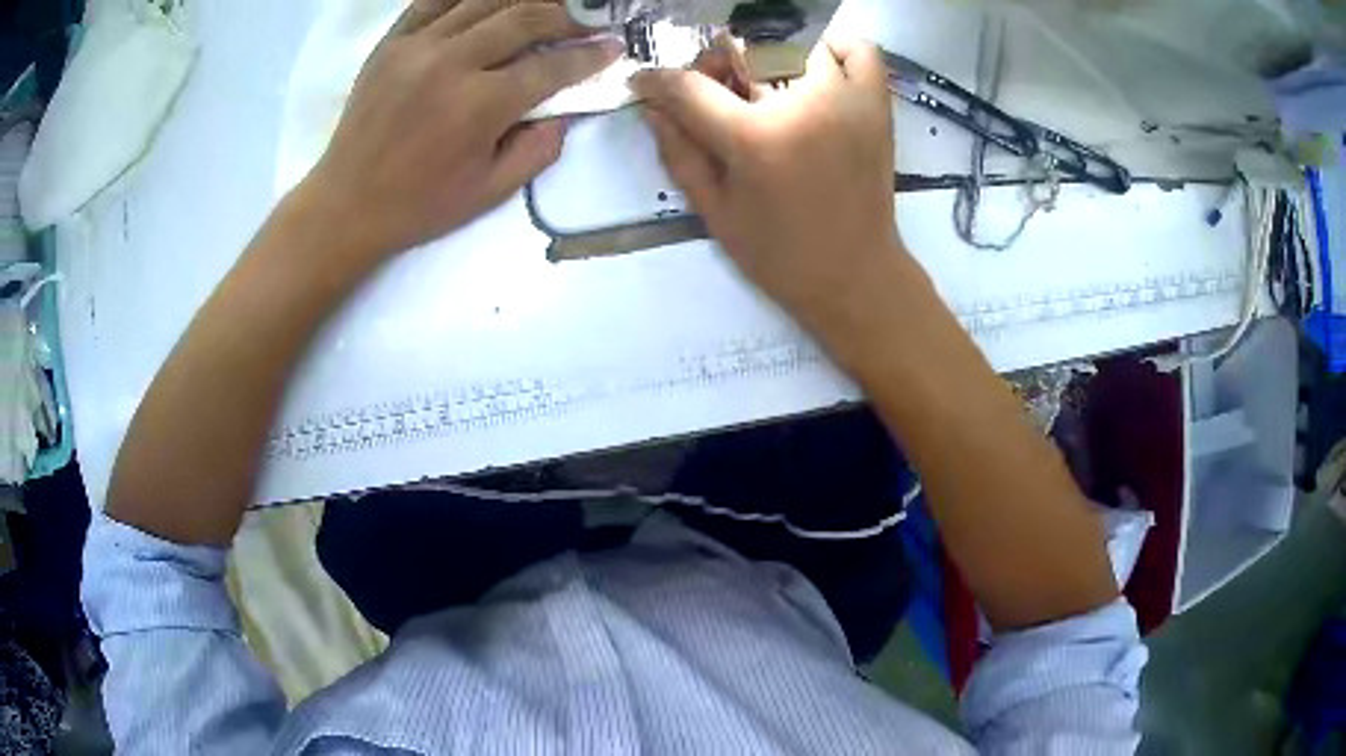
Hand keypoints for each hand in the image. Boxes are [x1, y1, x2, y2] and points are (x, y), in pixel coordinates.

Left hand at [303, 0, 620, 265]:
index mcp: (480, 105)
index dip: (590, 55)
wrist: (346, 205)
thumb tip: (565, 111)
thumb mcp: (491, 192)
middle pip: (525, 17)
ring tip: (543, 8)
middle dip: (566, 15)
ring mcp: (417, 46)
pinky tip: (488, 3)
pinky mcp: (391, 42)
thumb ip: (539, 149)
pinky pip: (434, 0)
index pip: (551, 65)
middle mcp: (452, 62)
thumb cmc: (420, 205)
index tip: (613, 47)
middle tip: (586, 20)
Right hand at [633, 40, 907, 337]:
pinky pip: (860, 50)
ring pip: (795, 42)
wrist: (855, 276)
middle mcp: (803, 105)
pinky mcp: (877, 106)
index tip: (644, 84)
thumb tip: (652, 106)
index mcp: (755, 138)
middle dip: (716, 65)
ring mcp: (847, 100)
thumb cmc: (780, 255)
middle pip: (742, 48)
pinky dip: (835, 49)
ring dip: (770, 57)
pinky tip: (818, 72)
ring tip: (767, 88)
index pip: (688, 85)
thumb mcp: (715, 211)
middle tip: (717, 95)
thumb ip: (678, 152)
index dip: (656, 81)